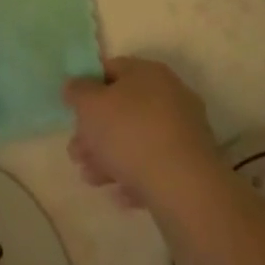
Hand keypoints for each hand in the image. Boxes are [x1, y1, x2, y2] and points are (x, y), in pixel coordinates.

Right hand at [63, 56, 220, 209]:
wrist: (184, 187)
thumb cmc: (130, 133)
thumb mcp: (90, 105)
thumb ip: (77, 91)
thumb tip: (76, 86)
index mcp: (148, 72)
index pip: (111, 69)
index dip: (87, 88)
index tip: (73, 113)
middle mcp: (169, 94)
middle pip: (123, 108)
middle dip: (95, 132)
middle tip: (76, 153)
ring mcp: (183, 130)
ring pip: (137, 139)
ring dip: (110, 157)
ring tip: (91, 179)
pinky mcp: (191, 164)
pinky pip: (155, 165)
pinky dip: (135, 177)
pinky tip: (120, 195)